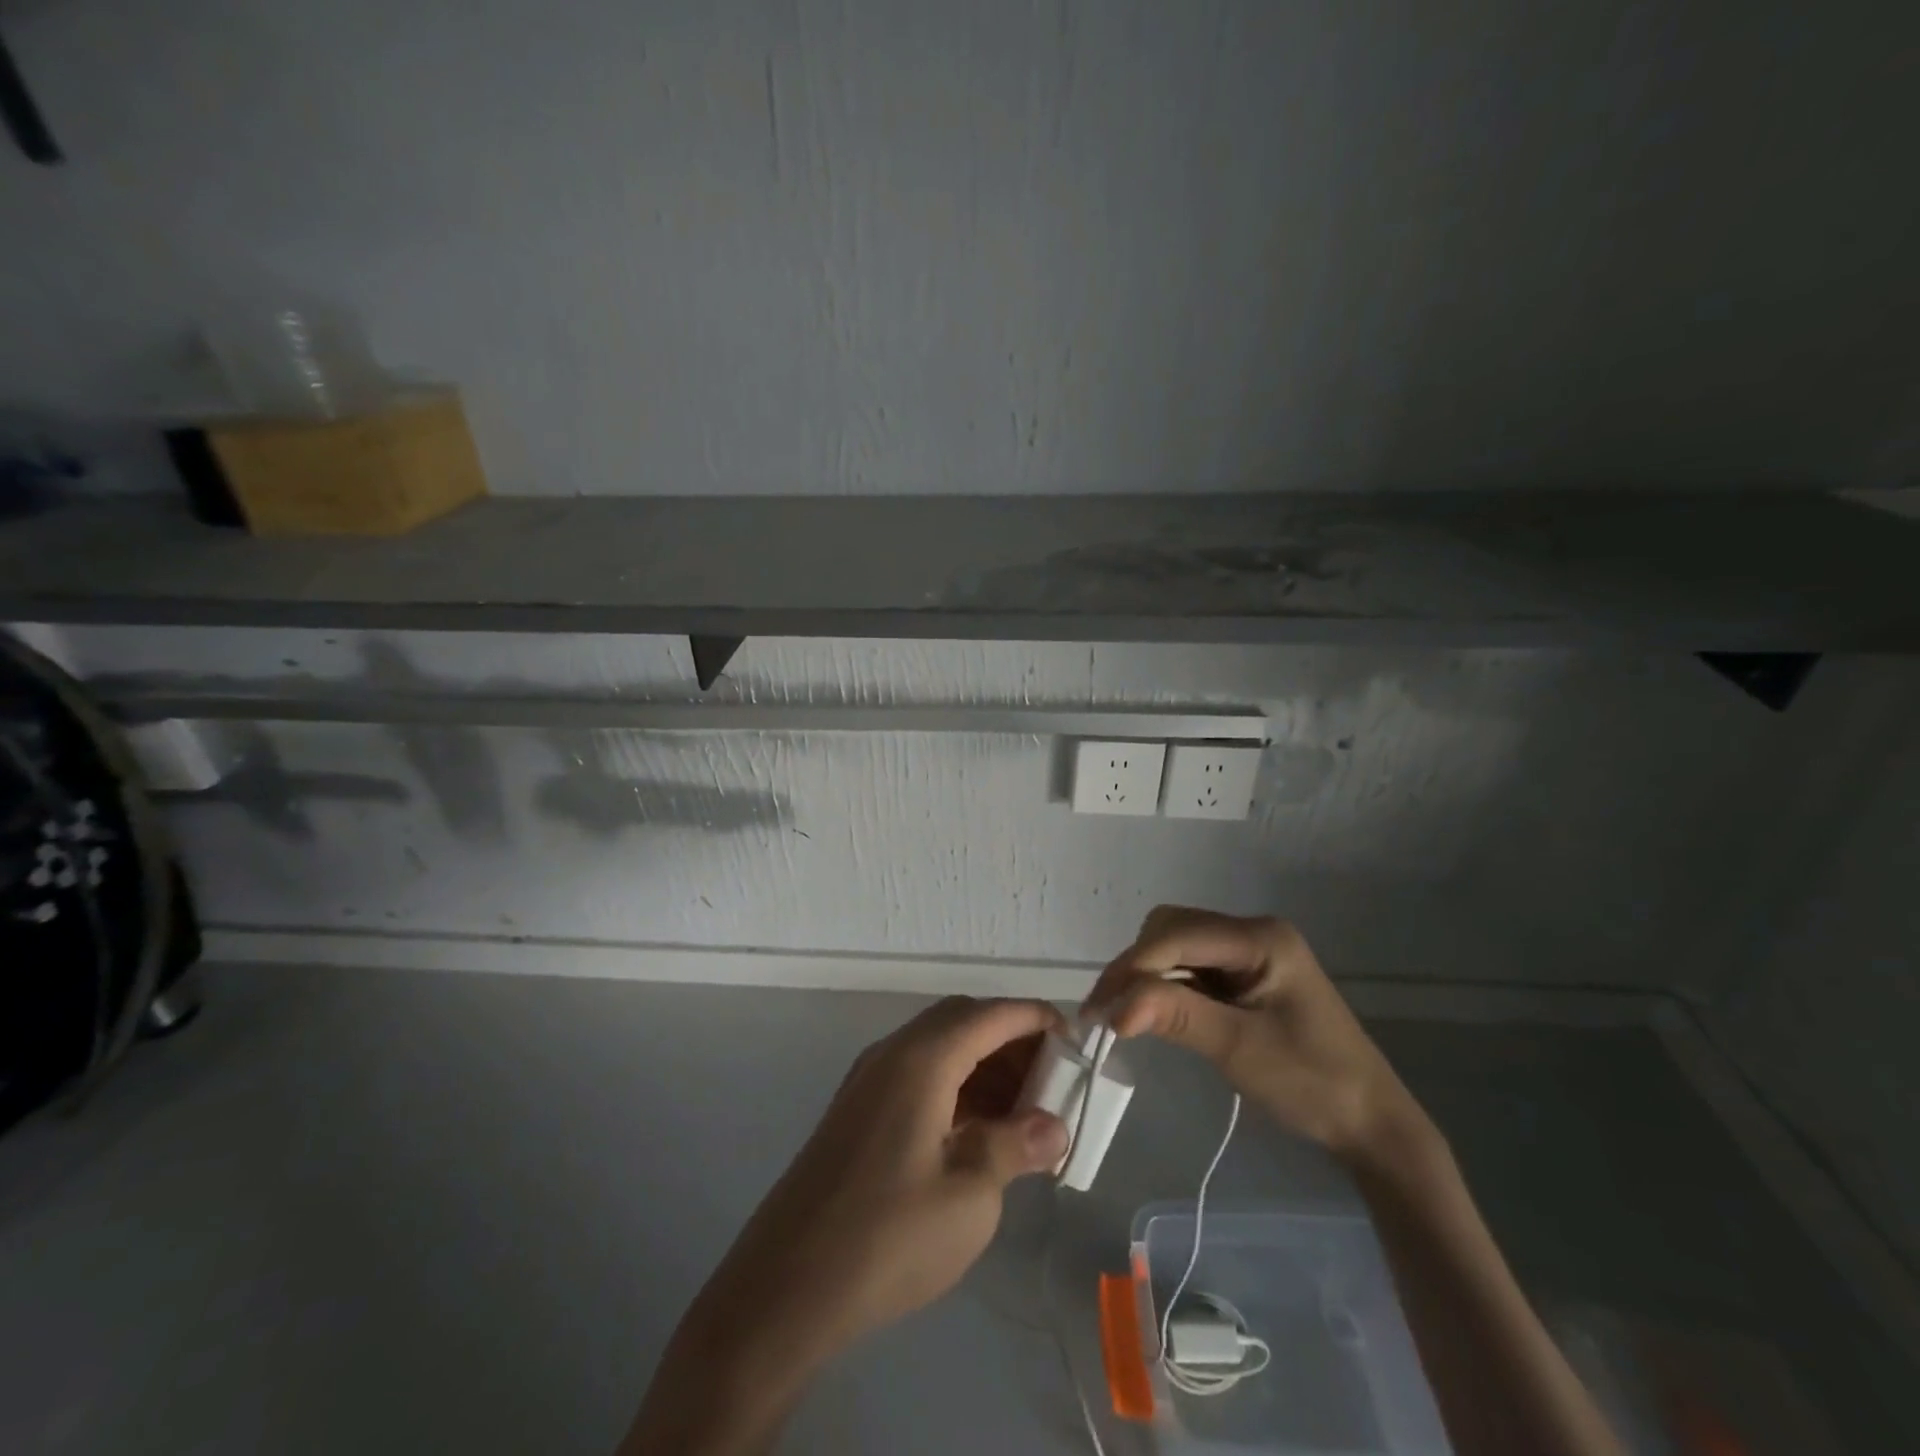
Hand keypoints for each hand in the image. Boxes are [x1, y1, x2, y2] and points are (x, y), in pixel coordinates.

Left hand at [623, 997, 1071, 1454]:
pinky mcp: (858, 1111)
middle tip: (1052, 1082)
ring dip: (984, 1067)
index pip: (991, 1013)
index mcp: (922, 1058)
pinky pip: (919, 1076)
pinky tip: (978, 1133)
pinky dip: (956, 1088)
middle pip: (963, 1021)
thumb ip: (1015, 1146)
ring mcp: (870, 1081)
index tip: (1076, 1040)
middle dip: (1012, 1041)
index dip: (1036, 1019)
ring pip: (940, 1048)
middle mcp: (893, 1053)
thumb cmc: (888, 1235)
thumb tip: (1053, 1125)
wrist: (785, 1287)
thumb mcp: (969, 1195)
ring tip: (1024, 1114)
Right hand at [1084, 906, 1424, 1165]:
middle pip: (1171, 929)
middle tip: (1109, 1012)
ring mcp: (1248, 952)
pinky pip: (1190, 965)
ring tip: (1123, 1015)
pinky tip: (1153, 1012)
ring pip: (1175, 944)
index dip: (1134, 967)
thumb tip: (1113, 1008)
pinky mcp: (1244, 974)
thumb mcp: (1239, 1049)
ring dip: (1146, 975)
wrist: (1369, 1122)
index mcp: (1261, 938)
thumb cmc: (1312, 1083)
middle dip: (1136, 966)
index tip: (1099, 1009)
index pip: (1178, 935)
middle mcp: (1252, 932)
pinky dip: (1165, 985)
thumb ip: (1176, 1016)